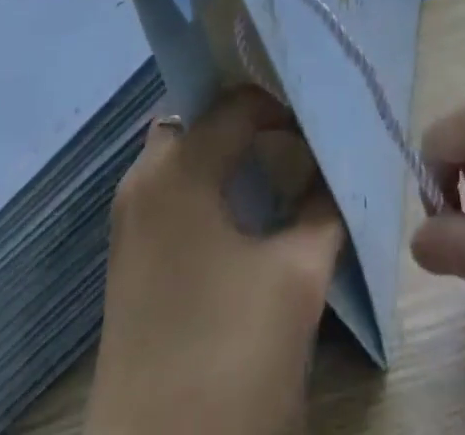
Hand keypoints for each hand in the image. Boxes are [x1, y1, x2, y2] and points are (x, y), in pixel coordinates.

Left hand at [85, 87, 344, 434]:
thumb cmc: (229, 360)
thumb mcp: (297, 276)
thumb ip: (323, 207)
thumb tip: (333, 169)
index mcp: (176, 169)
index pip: (238, 103)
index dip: (285, 105)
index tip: (323, 123)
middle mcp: (143, 179)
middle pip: (200, 116)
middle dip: (248, 116)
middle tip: (297, 130)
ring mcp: (131, 220)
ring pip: (184, 152)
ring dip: (228, 149)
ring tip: (282, 163)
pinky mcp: (132, 258)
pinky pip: (175, 188)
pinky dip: (211, 180)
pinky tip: (251, 207)